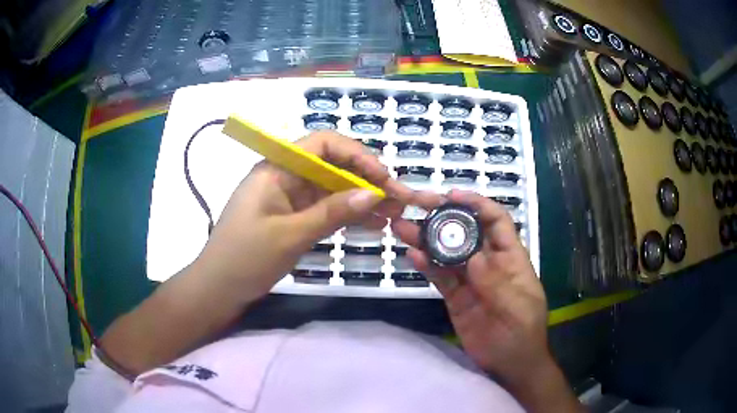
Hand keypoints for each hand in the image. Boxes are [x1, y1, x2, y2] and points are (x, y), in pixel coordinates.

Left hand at [195, 130, 409, 299]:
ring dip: (362, 200)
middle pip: (332, 167)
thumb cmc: (245, 258)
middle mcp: (285, 176)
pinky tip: (372, 225)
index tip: (383, 177)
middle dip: (366, 180)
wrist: (218, 289)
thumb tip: (374, 194)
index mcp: (277, 168)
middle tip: (398, 199)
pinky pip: (325, 210)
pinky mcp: (293, 218)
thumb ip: (332, 212)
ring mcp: (290, 198)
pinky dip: (347, 215)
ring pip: (332, 190)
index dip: (357, 155)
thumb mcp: (290, 235)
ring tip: (394, 214)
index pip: (323, 144)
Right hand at [391, 189, 549, 383]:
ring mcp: (470, 280)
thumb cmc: (523, 335)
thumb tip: (474, 257)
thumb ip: (497, 284)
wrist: (509, 366)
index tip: (452, 196)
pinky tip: (412, 255)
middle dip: (444, 216)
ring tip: (403, 226)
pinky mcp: (455, 297)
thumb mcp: (517, 309)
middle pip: (466, 232)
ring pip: (447, 253)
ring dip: (427, 239)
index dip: (477, 204)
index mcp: (511, 259)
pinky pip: (440, 277)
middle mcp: (489, 263)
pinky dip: (427, 265)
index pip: (496, 221)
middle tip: (417, 205)